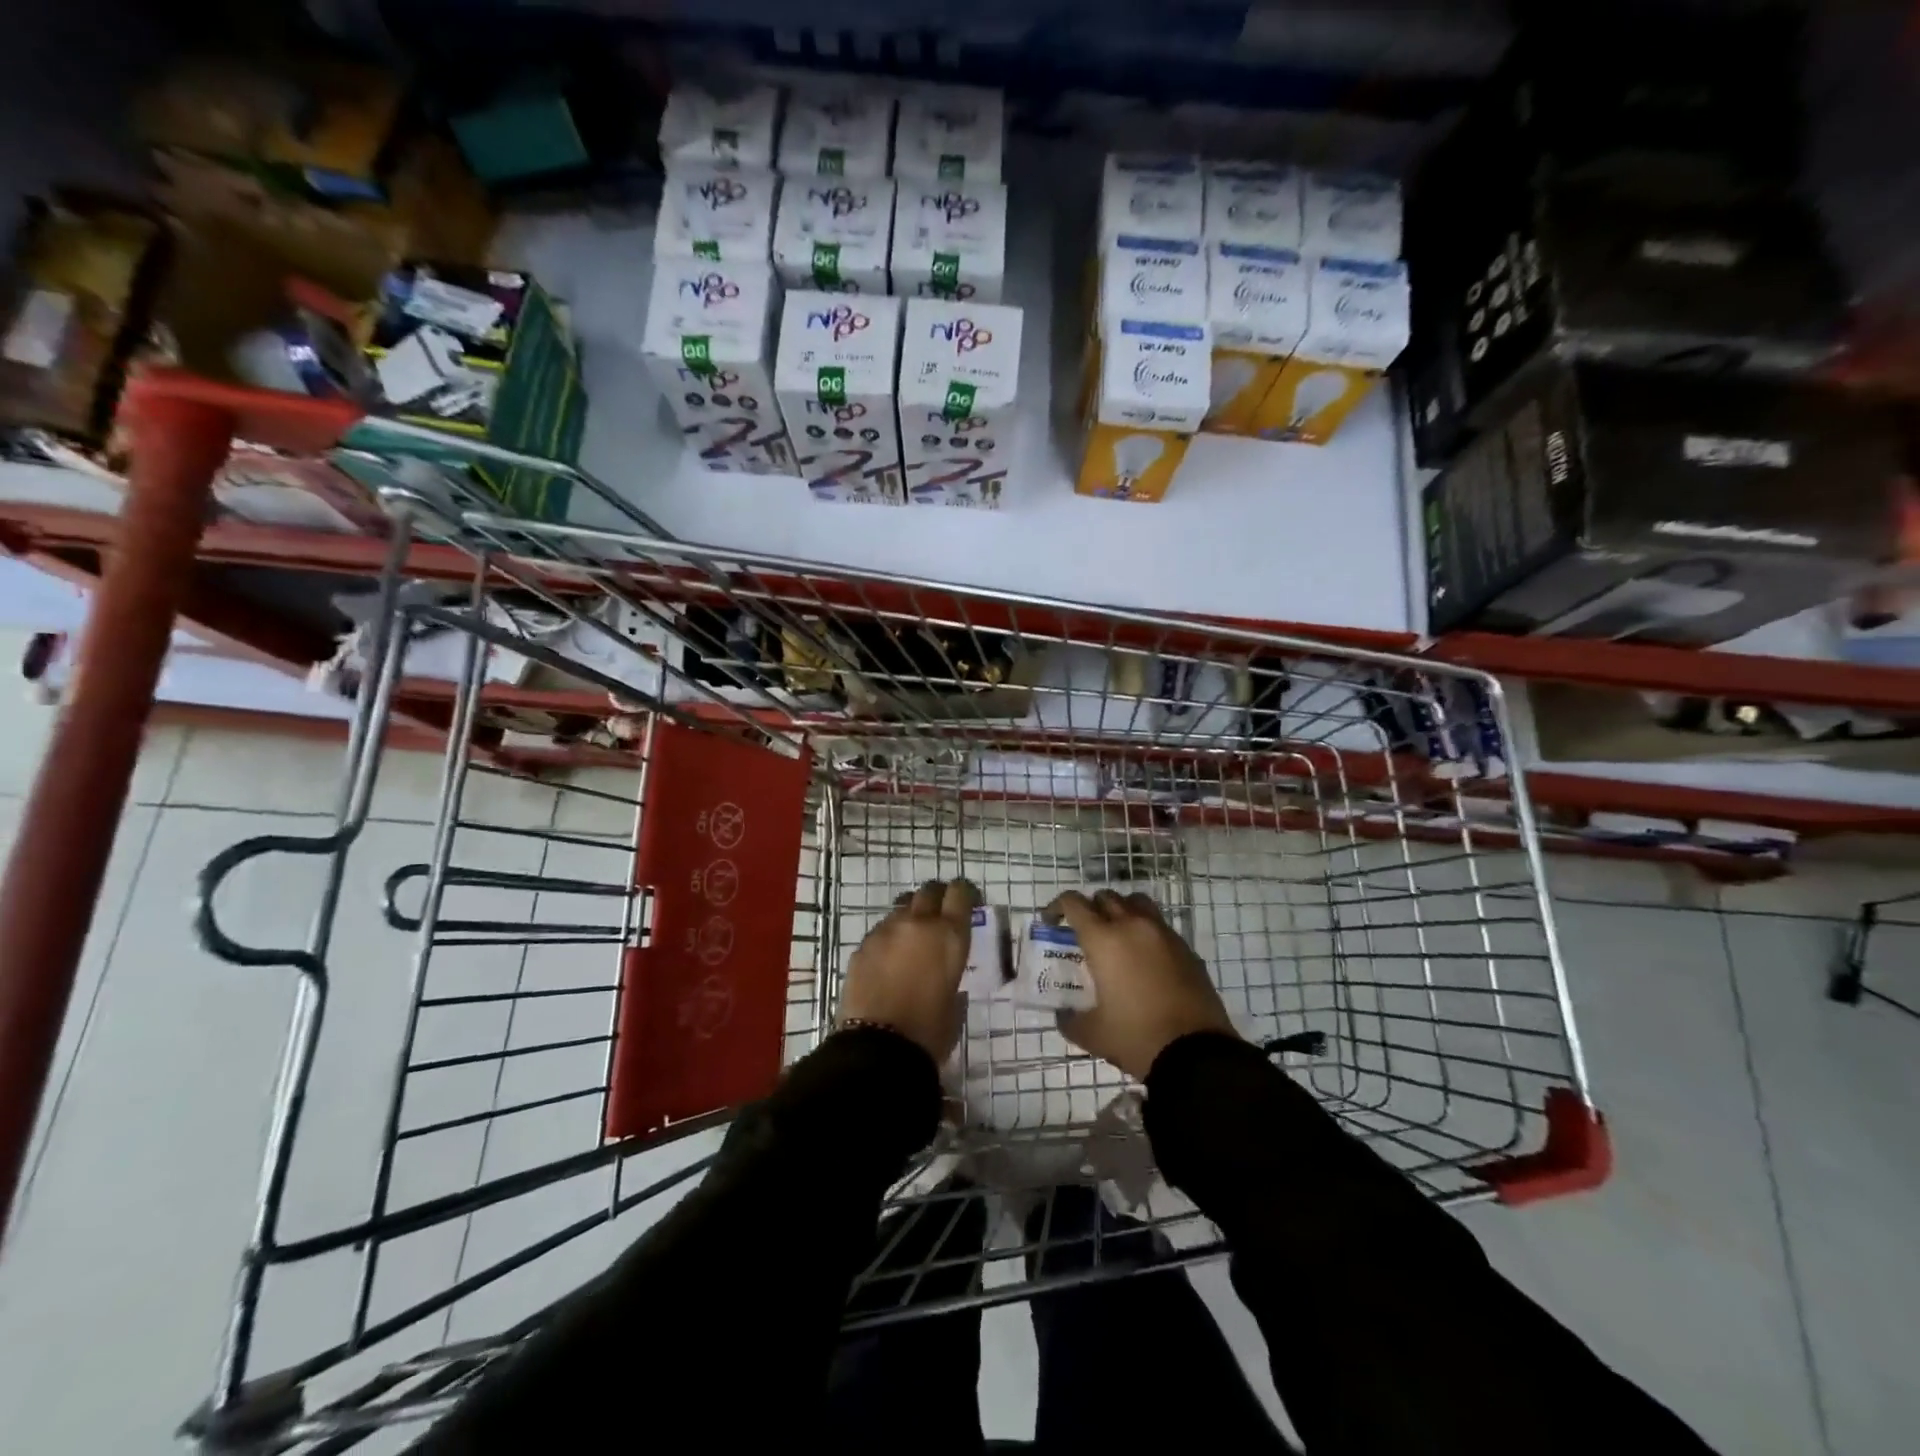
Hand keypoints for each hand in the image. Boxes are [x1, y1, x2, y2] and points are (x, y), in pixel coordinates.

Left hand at [839, 878, 977, 1063]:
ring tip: (911, 939)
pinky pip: (881, 930)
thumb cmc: (929, 1031)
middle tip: (938, 916)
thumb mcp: (955, 1002)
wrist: (879, 1047)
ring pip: (902, 907)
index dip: (964, 894)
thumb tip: (944, 971)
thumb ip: (951, 974)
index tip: (965, 902)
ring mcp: (886, 930)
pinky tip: (888, 960)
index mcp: (949, 935)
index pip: (960, 893)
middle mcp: (919, 923)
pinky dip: (889, 938)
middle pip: (929, 891)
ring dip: (910, 917)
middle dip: (936, 899)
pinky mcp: (862, 944)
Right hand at [1048, 890, 1234, 1078]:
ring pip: (1137, 903)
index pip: (1074, 903)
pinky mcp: (1186, 948)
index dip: (1057, 907)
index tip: (1051, 922)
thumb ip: (1070, 1019)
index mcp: (1104, 939)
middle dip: (1090, 908)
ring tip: (1116, 936)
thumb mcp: (1092, 1034)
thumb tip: (1063, 1014)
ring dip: (1121, 911)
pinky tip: (1144, 960)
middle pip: (1106, 897)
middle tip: (1084, 932)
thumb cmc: (1136, 1037)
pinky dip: (1146, 931)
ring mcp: (1163, 934)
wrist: (1196, 1054)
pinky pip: (1160, 926)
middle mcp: (1133, 925)